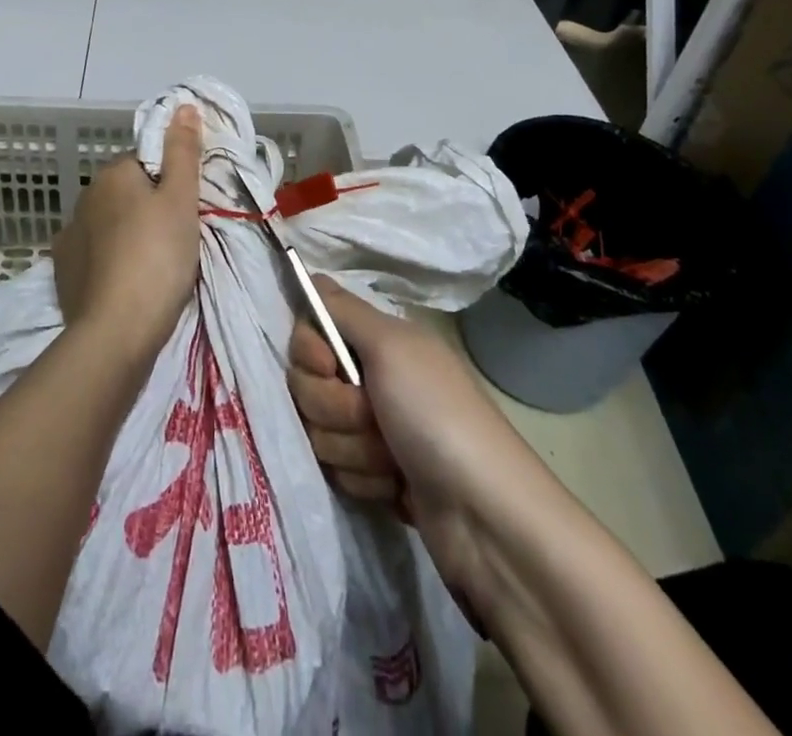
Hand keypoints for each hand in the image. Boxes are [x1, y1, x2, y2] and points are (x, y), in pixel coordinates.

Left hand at [50, 104, 203, 358]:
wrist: (116, 331)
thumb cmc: (158, 256)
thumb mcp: (182, 199)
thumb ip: (183, 151)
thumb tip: (182, 105)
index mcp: (113, 175)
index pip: (146, 163)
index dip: (170, 184)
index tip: (186, 211)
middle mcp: (85, 198)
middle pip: (126, 193)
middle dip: (148, 209)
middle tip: (176, 240)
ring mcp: (69, 236)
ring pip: (109, 225)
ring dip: (127, 236)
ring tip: (153, 268)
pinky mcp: (63, 272)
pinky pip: (93, 256)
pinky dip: (109, 263)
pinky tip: (125, 284)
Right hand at [289, 277, 519, 610]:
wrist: (484, 516)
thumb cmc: (437, 415)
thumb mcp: (391, 347)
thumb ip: (343, 310)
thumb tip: (310, 274)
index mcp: (378, 341)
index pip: (309, 333)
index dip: (310, 352)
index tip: (329, 366)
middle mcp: (373, 378)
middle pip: (308, 384)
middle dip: (334, 407)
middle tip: (372, 417)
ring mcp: (373, 429)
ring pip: (319, 430)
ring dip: (352, 448)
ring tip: (392, 458)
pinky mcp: (375, 475)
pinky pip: (337, 468)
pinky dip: (363, 479)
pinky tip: (395, 485)